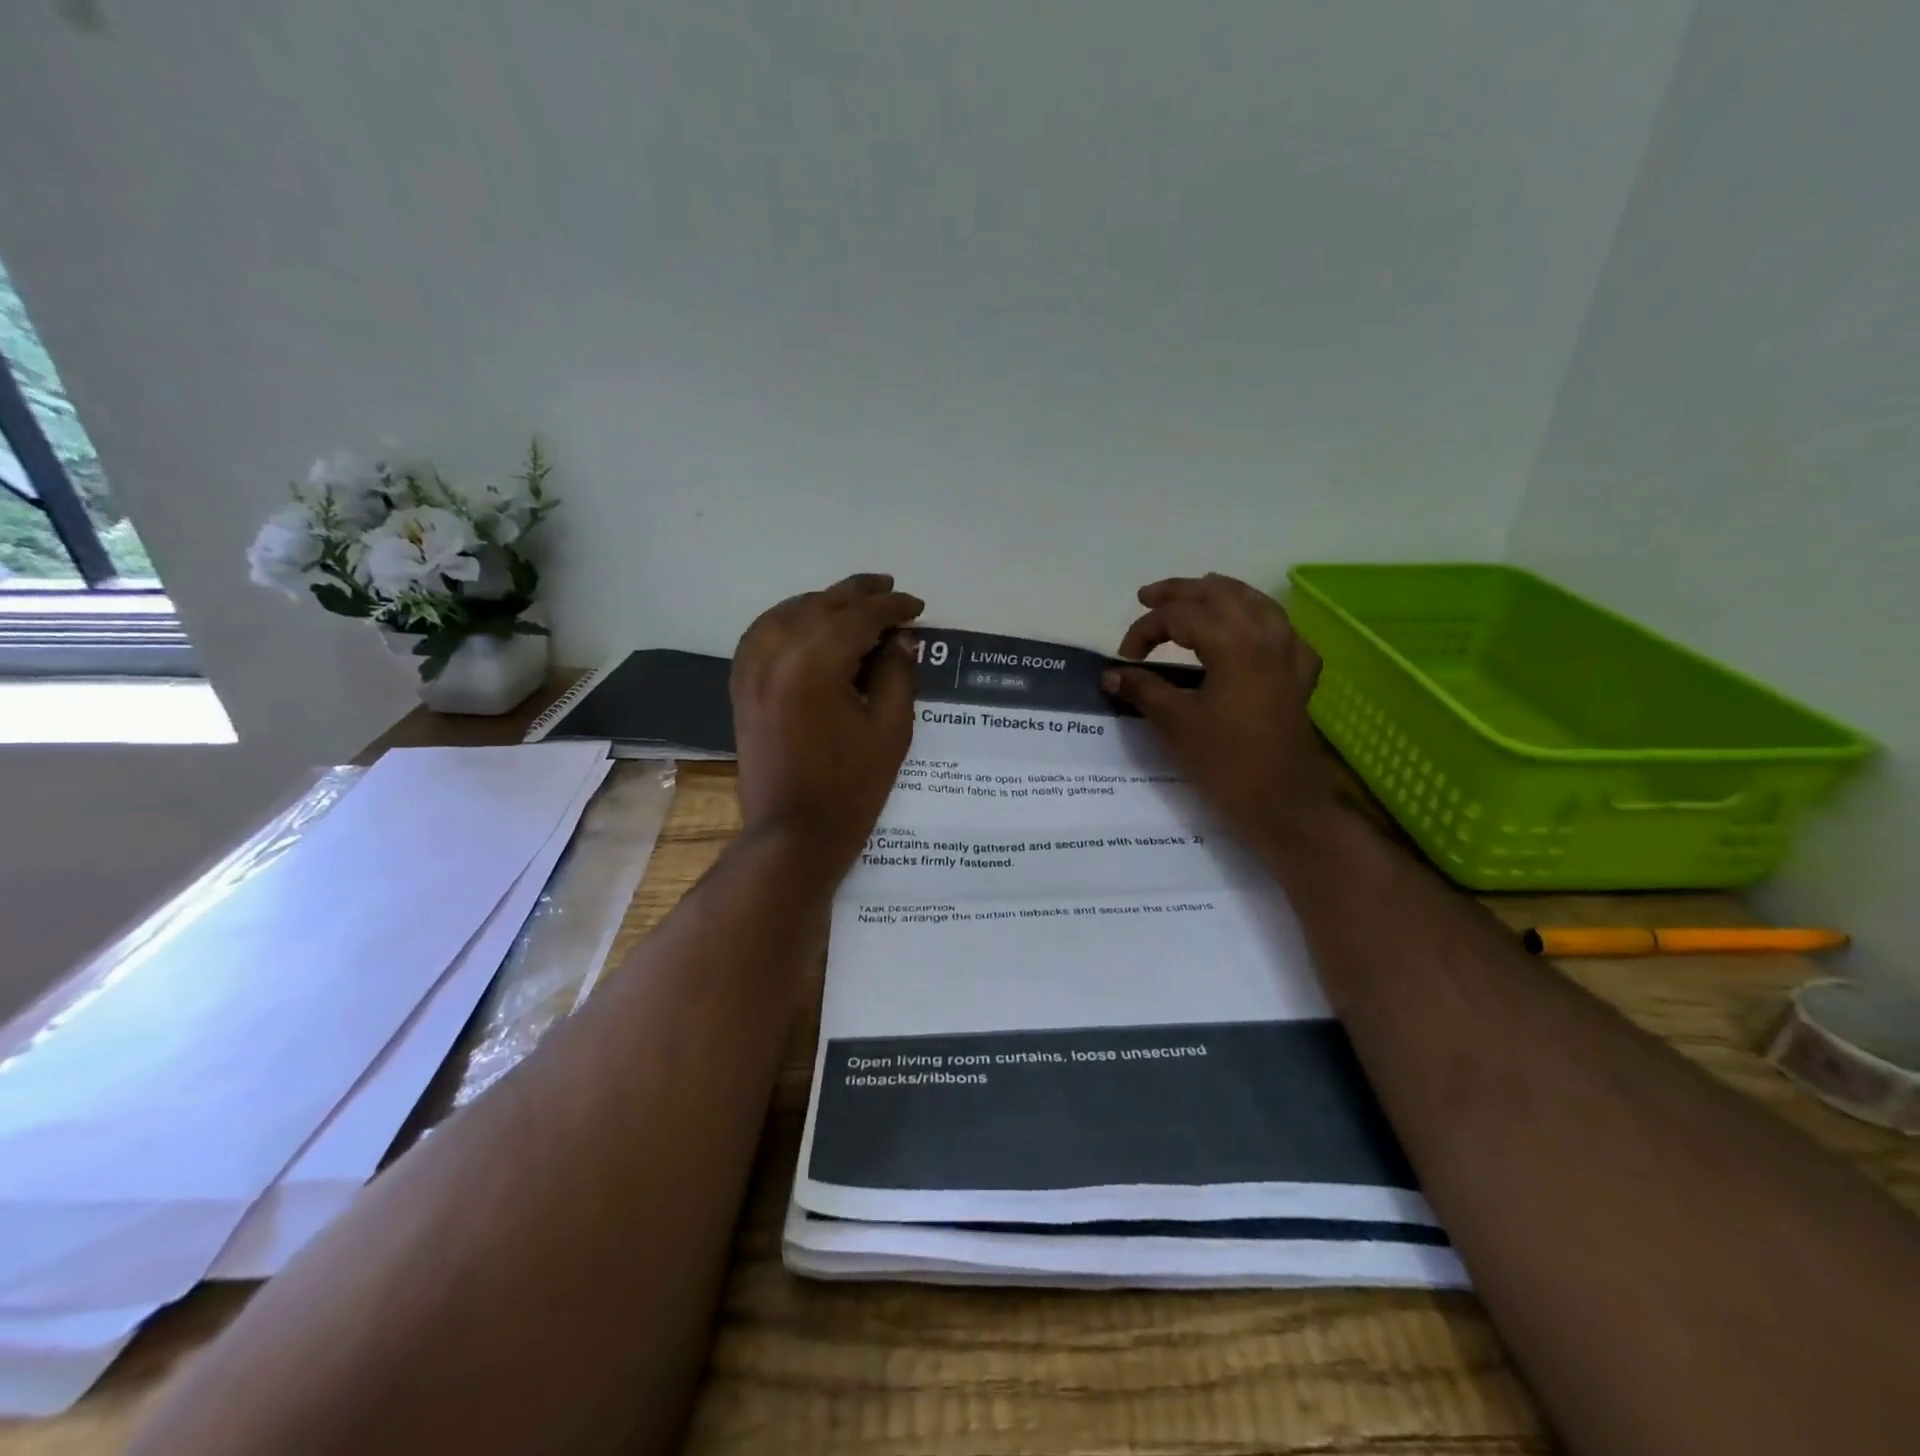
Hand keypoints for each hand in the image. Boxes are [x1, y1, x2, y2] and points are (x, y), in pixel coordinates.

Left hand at [731, 573, 922, 875]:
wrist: (793, 833)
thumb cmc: (851, 788)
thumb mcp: (890, 730)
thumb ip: (896, 675)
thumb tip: (898, 639)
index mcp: (814, 664)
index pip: (858, 617)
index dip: (891, 608)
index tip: (916, 606)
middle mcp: (775, 655)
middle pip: (820, 606)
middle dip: (858, 595)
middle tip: (890, 590)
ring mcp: (751, 670)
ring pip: (787, 614)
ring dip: (822, 602)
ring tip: (852, 602)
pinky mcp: (742, 688)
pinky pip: (761, 635)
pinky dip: (787, 620)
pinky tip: (806, 624)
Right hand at [1103, 574, 1338, 846]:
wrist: (1281, 803)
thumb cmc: (1225, 762)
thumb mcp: (1175, 723)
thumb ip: (1143, 690)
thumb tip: (1112, 674)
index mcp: (1233, 645)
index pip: (1181, 617)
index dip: (1146, 630)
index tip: (1125, 659)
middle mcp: (1265, 638)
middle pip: (1221, 595)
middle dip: (1182, 591)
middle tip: (1149, 597)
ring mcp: (1288, 656)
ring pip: (1257, 604)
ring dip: (1224, 594)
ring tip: (1199, 594)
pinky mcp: (1299, 678)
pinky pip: (1283, 634)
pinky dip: (1262, 623)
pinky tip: (1254, 633)